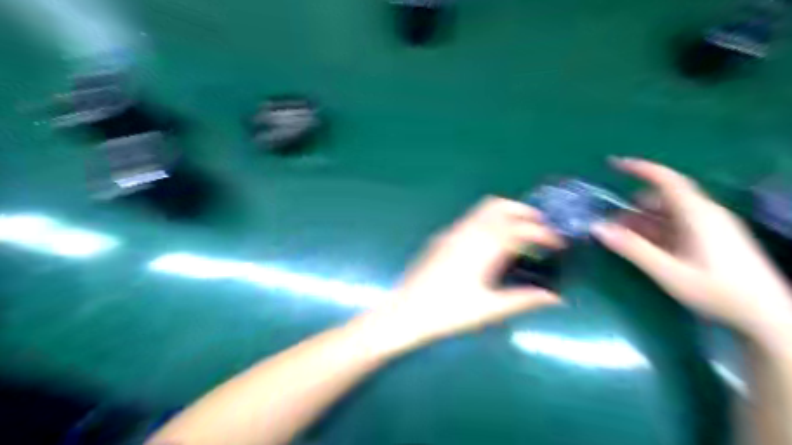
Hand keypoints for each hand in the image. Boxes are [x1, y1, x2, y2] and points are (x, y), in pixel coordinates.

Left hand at [362, 197, 565, 350]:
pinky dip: (489, 219)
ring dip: (506, 213)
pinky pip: (471, 218)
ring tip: (520, 231)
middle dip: (525, 212)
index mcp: (483, 248)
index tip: (558, 243)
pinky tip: (492, 241)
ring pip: (484, 208)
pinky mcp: (442, 237)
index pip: (520, 229)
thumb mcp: (489, 309)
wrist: (405, 312)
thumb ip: (523, 300)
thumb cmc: (447, 313)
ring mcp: (452, 232)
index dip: (543, 233)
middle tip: (541, 228)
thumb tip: (554, 297)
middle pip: (501, 206)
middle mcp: (468, 232)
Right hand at [594, 158, 791, 341]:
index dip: (640, 169)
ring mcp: (710, 227)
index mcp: (698, 215)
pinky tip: (641, 244)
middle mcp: (705, 215)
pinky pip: (677, 226)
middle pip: (664, 198)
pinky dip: (655, 230)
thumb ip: (632, 248)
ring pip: (669, 214)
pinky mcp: (711, 240)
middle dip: (633, 204)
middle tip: (608, 217)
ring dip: (642, 220)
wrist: (767, 316)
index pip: (667, 180)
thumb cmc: (718, 291)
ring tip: (619, 233)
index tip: (614, 164)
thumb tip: (597, 228)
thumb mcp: (669, 271)